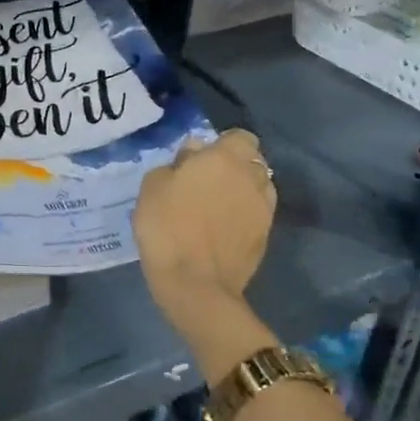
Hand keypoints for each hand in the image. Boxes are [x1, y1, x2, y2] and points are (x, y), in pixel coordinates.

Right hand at [135, 129, 276, 304]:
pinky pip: (258, 213)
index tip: (202, 158)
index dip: (223, 144)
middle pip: (252, 161)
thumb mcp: (153, 186)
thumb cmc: (167, 227)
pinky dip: (245, 215)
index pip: (240, 137)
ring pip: (259, 187)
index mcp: (225, 159)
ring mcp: (263, 208)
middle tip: (207, 181)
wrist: (194, 283)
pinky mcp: (266, 236)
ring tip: (219, 205)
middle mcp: (251, 178)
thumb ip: (177, 163)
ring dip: (243, 190)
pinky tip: (224, 228)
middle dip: (235, 166)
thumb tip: (194, 155)